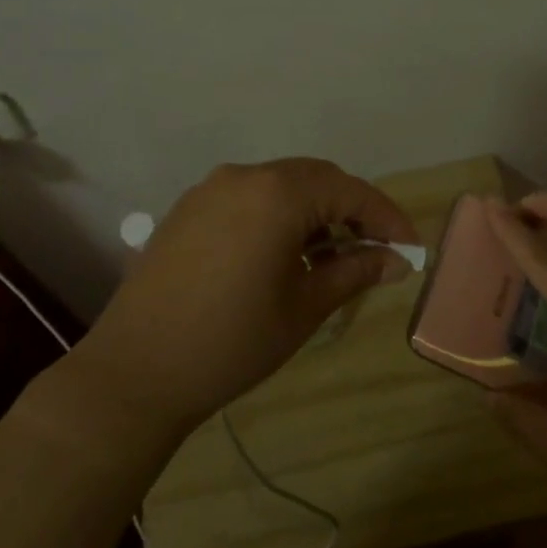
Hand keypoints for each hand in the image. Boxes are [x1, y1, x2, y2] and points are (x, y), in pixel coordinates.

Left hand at [76, 159, 417, 434]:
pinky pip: (248, 198)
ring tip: (331, 255)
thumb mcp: (304, 307)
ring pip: (280, 186)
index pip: (349, 191)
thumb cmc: (232, 341)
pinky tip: (284, 253)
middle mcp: (244, 176)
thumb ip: (354, 272)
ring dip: (313, 212)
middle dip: (351, 210)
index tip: (410, 247)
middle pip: (315, 179)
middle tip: (375, 249)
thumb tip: (396, 260)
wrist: (136, 371)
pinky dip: (278, 215)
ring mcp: (210, 190)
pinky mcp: (188, 209)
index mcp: (277, 194)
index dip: (386, 217)